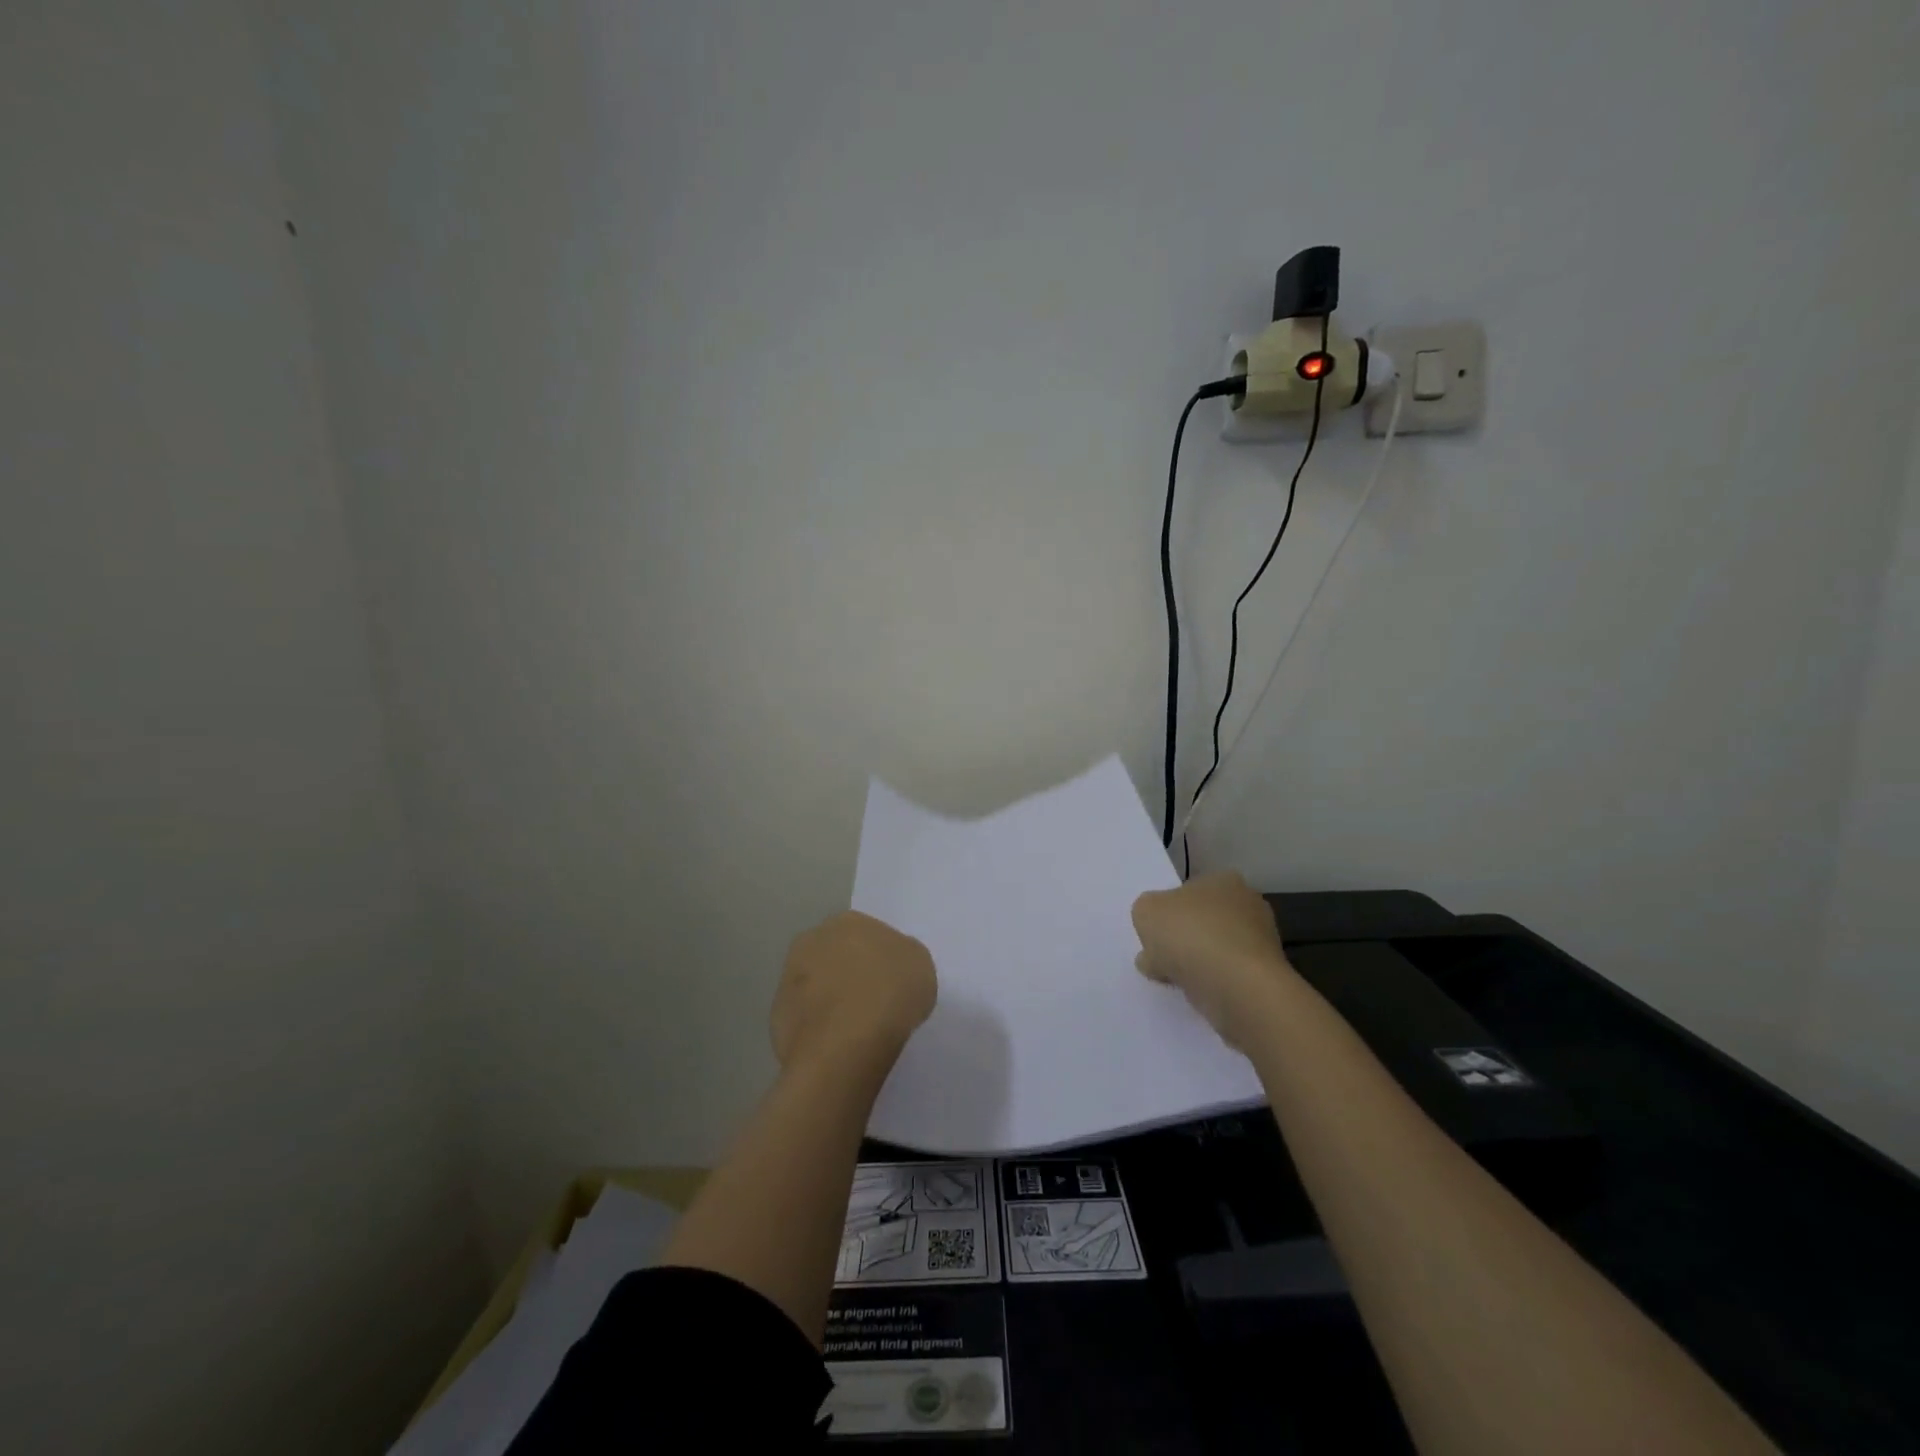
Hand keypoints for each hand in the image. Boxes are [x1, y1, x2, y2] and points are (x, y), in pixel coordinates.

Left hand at [772, 911, 936, 1071]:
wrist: (846, 1045)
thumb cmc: (890, 994)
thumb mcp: (920, 965)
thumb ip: (902, 957)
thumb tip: (889, 965)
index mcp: (848, 921)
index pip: (865, 933)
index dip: (878, 957)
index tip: (890, 980)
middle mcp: (813, 939)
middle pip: (835, 954)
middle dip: (847, 972)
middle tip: (870, 1000)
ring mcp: (789, 977)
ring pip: (815, 984)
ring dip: (828, 998)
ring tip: (852, 1027)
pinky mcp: (776, 1015)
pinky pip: (804, 1016)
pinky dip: (816, 1026)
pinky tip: (834, 1045)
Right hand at [1132, 872, 1292, 1047]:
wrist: (1236, 987)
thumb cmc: (1190, 935)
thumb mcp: (1145, 911)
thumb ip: (1146, 913)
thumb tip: (1157, 929)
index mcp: (1224, 881)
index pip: (1190, 891)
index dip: (1169, 910)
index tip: (1156, 932)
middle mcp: (1249, 906)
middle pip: (1203, 921)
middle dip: (1182, 938)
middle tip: (1160, 957)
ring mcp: (1260, 943)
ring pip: (1214, 950)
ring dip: (1194, 963)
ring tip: (1172, 980)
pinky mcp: (1264, 977)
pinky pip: (1226, 976)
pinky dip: (1210, 983)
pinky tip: (1194, 992)